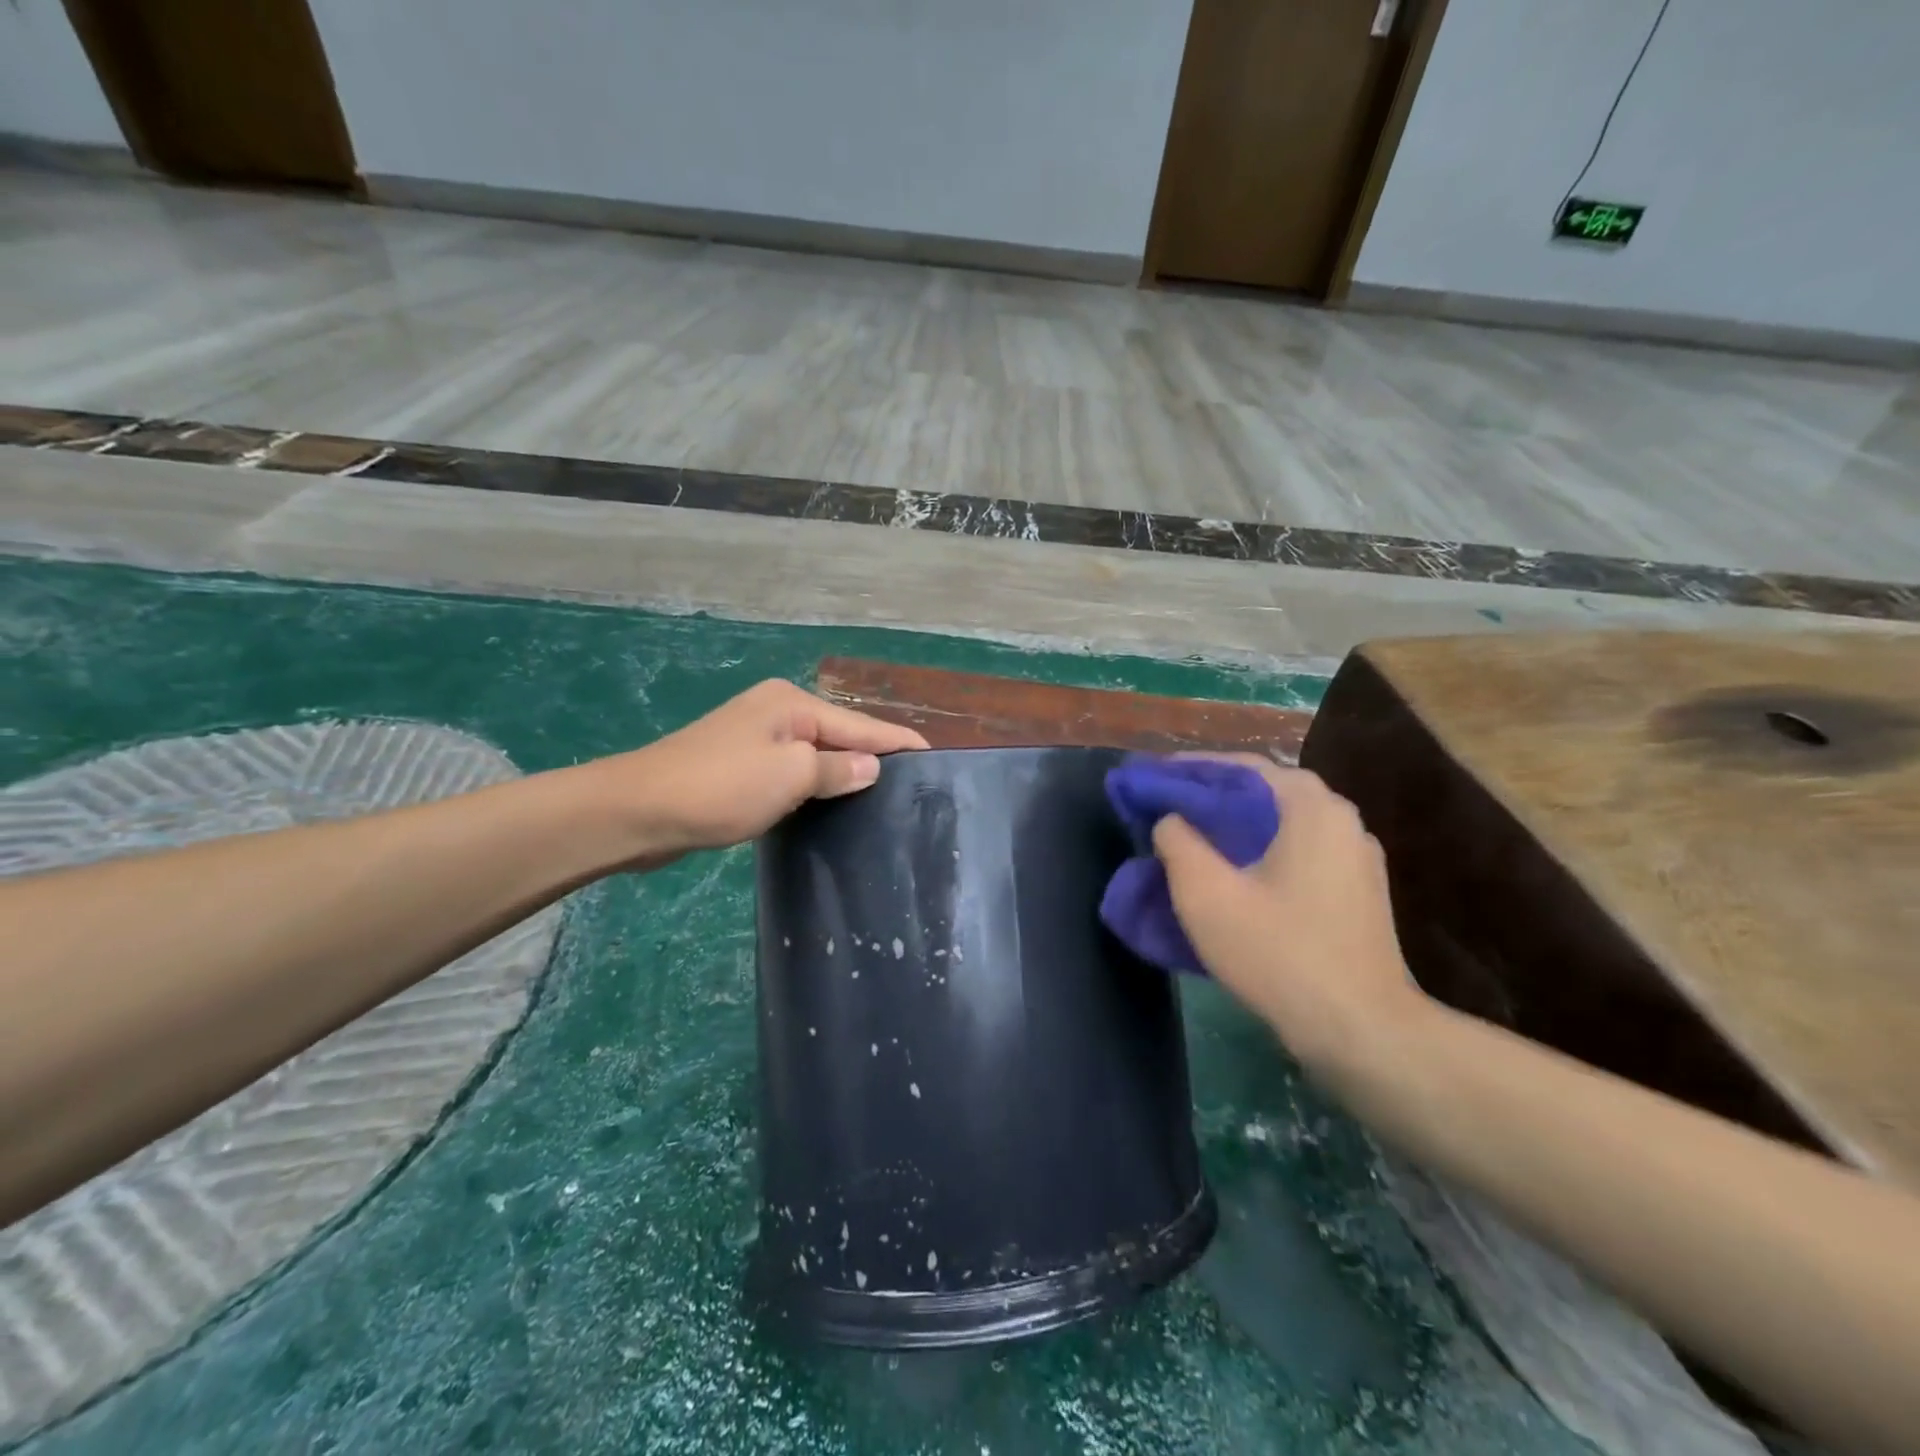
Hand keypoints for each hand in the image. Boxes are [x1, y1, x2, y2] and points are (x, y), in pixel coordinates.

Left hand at [588, 679, 927, 865]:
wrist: (638, 811)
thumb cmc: (720, 786)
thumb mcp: (789, 775)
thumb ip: (836, 769)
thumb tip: (872, 767)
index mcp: (792, 704)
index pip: (861, 724)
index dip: (898, 741)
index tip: (934, 755)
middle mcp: (777, 713)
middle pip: (840, 736)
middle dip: (873, 759)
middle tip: (913, 789)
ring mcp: (755, 740)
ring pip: (815, 757)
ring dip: (843, 776)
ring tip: (882, 800)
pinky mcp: (739, 768)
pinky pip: (792, 774)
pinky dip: (814, 787)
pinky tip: (832, 806)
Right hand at [1152, 757, 1426, 1076]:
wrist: (1363, 1032)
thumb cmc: (1279, 953)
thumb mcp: (1206, 895)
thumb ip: (1177, 842)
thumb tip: (1171, 819)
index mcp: (1310, 806)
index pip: (1240, 767)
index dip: (1188, 770)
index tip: (1150, 780)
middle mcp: (1341, 818)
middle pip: (1262, 792)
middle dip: (1210, 797)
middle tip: (1166, 810)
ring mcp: (1356, 856)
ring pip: (1281, 824)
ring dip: (1235, 826)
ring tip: (1192, 840)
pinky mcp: (1358, 891)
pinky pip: (1298, 852)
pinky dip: (1261, 851)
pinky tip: (1235, 875)